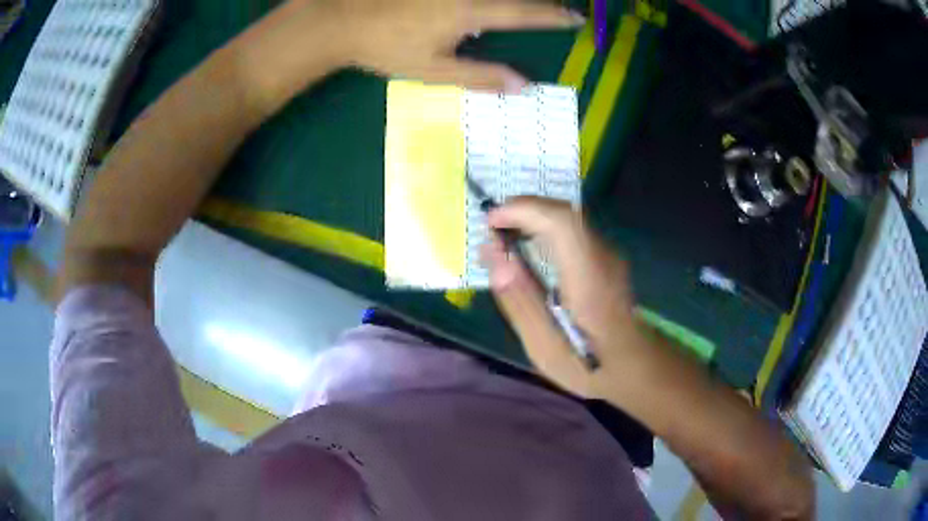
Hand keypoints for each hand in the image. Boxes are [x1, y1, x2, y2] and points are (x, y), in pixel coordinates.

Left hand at [326, 0, 584, 91]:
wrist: (343, 21)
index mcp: (470, 13)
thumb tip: (522, 86)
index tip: (576, 18)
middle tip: (560, 6)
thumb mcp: (433, 70)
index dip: (553, 16)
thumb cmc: (386, 48)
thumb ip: (480, 76)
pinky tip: (491, 8)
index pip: (524, 13)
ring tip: (538, 3)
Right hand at [482, 197, 643, 396]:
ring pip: (569, 217)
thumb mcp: (545, 347)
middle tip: (492, 230)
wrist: (637, 366)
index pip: (561, 223)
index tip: (490, 223)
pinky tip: (530, 248)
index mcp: (589, 280)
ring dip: (533, 217)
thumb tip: (492, 254)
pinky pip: (573, 229)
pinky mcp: (607, 258)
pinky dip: (545, 228)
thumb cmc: (590, 366)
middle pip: (564, 213)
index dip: (523, 210)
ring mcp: (609, 255)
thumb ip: (519, 300)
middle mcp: (603, 257)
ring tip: (504, 236)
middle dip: (523, 210)